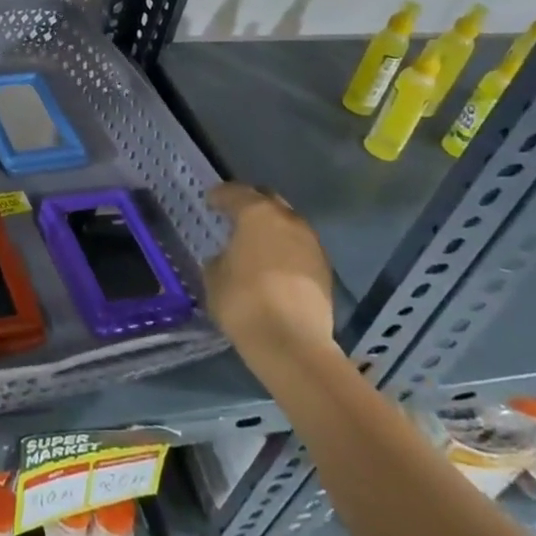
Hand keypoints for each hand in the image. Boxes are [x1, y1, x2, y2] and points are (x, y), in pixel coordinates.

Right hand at [203, 182, 337, 368]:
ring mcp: (312, 244)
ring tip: (257, 244)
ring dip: (273, 228)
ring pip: (288, 224)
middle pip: (268, 199)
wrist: (293, 344)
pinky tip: (275, 266)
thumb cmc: (243, 302)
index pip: (234, 192)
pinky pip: (300, 248)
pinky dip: (287, 250)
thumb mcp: (214, 276)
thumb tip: (229, 257)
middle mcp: (288, 220)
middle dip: (251, 204)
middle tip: (235, 217)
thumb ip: (220, 257)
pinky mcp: (326, 269)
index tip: (210, 202)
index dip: (219, 196)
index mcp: (256, 213)